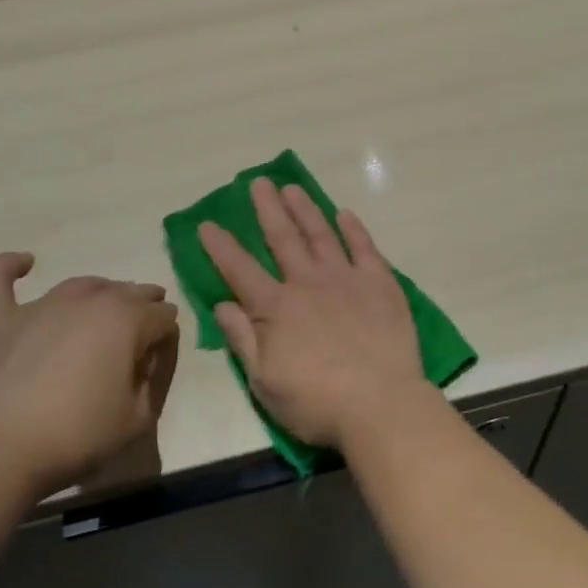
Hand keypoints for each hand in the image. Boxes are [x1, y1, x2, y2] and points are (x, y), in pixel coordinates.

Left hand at [0, 254, 178, 497]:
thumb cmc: (76, 434)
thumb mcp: (138, 418)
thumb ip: (151, 380)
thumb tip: (145, 356)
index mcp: (127, 321)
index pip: (162, 316)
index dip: (166, 333)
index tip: (160, 353)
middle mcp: (88, 301)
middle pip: (127, 292)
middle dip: (143, 303)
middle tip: (144, 324)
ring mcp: (40, 307)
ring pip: (81, 285)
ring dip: (101, 290)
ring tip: (107, 302)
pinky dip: (9, 266)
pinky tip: (23, 262)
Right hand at [199, 179, 426, 450]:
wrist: (381, 404)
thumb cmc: (317, 402)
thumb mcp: (265, 382)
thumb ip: (243, 339)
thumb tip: (222, 304)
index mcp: (276, 308)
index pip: (240, 270)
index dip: (221, 246)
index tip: (207, 223)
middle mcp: (308, 283)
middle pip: (282, 238)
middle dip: (267, 209)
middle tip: (258, 182)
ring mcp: (346, 279)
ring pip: (321, 234)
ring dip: (305, 209)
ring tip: (293, 188)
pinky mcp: (380, 283)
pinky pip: (364, 247)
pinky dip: (353, 228)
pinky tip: (344, 214)